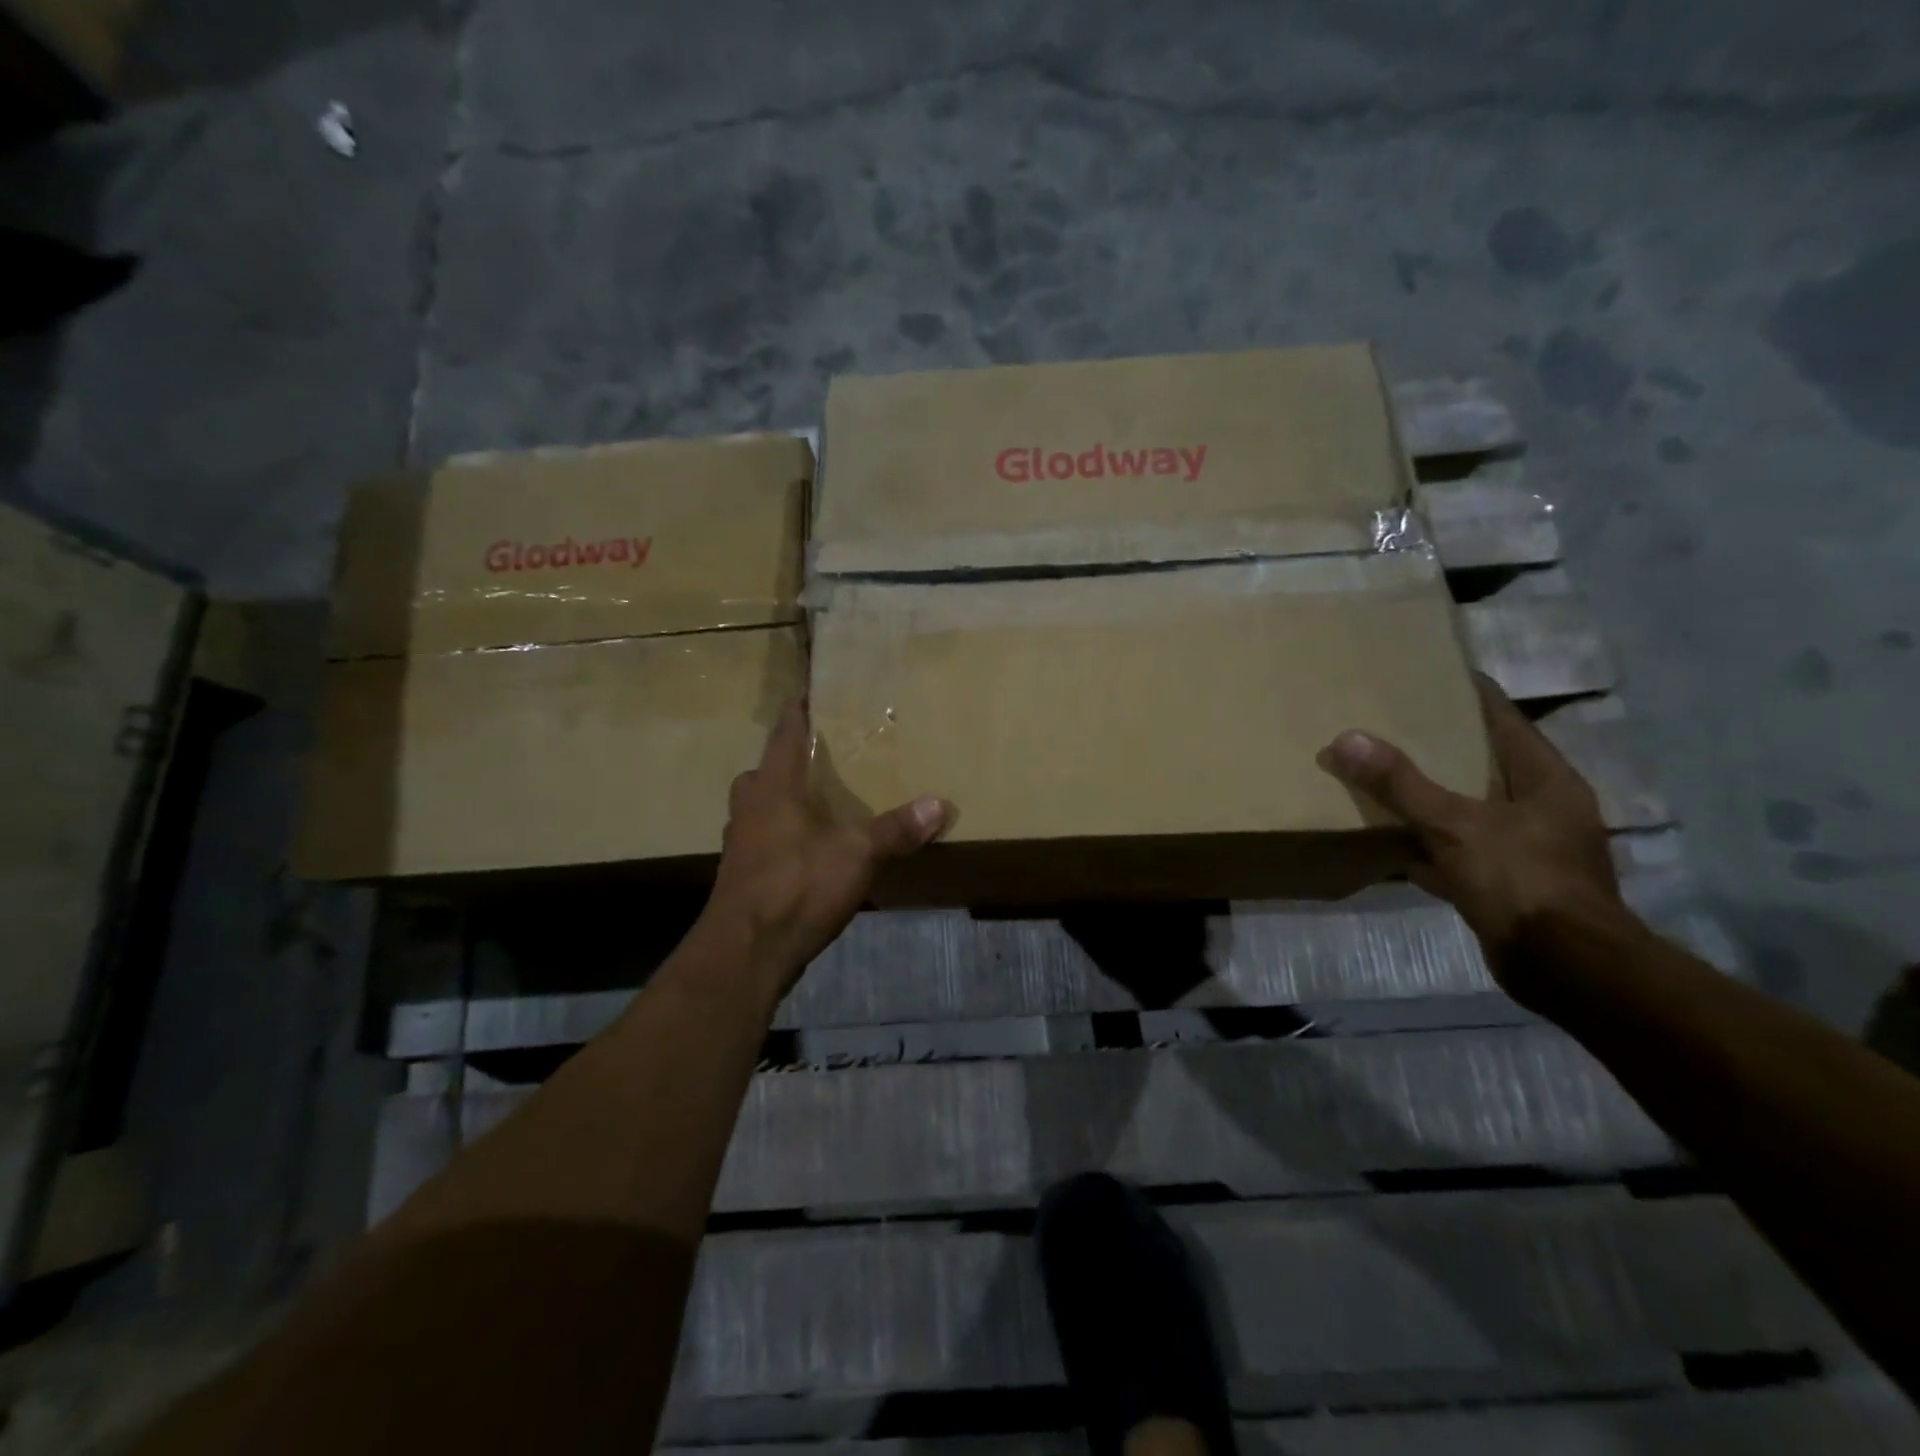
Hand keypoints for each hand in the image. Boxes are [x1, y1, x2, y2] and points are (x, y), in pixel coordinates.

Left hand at [702, 702, 950, 997]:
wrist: (746, 952)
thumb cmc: (797, 886)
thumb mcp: (858, 854)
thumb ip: (898, 829)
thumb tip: (941, 804)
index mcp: (774, 784)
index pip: (786, 731)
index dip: (800, 709)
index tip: (813, 689)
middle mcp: (750, 804)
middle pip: (767, 768)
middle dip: (792, 757)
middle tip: (826, 753)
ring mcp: (740, 840)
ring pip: (762, 804)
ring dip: (785, 797)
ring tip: (822, 799)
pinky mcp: (742, 873)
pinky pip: (764, 836)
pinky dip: (784, 832)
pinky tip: (810, 848)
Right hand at [1316, 674, 1627, 984]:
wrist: (1566, 969)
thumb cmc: (1522, 881)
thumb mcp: (1455, 825)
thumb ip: (1401, 783)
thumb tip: (1346, 739)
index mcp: (1546, 781)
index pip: (1505, 720)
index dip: (1470, 694)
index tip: (1430, 673)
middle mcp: (1543, 809)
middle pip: (1485, 763)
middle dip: (1441, 745)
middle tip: (1392, 723)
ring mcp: (1529, 850)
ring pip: (1470, 809)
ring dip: (1432, 797)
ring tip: (1384, 775)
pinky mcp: (1510, 885)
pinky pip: (1460, 851)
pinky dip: (1429, 845)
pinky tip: (1393, 842)